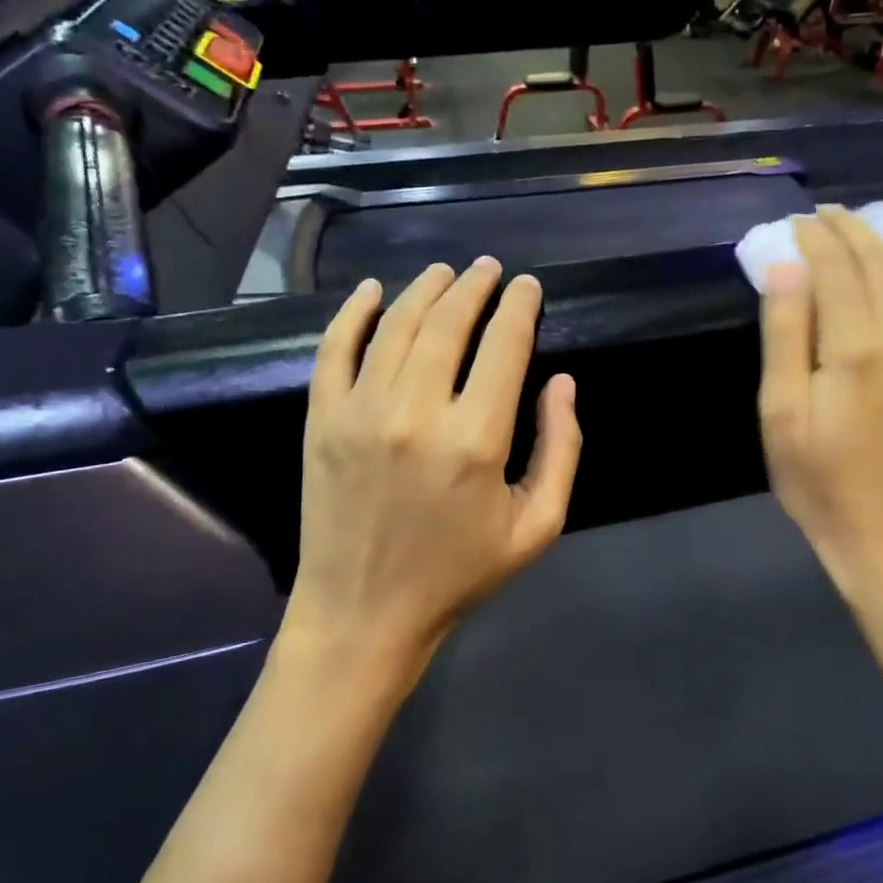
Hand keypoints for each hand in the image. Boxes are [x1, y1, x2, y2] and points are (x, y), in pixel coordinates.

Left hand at [289, 258, 582, 675]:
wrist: (363, 612)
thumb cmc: (458, 572)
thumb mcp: (536, 526)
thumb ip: (561, 449)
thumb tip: (562, 382)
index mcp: (476, 440)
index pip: (504, 345)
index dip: (520, 307)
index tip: (528, 287)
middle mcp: (417, 413)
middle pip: (449, 322)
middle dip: (475, 286)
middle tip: (489, 269)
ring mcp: (360, 412)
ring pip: (396, 325)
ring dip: (424, 288)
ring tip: (445, 272)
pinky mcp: (321, 420)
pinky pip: (335, 349)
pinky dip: (353, 312)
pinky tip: (372, 290)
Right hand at [758, 200, 882, 618]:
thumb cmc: (819, 481)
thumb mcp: (780, 414)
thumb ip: (785, 336)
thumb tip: (786, 268)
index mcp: (857, 350)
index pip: (837, 270)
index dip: (816, 240)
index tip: (796, 223)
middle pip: (882, 265)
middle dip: (855, 230)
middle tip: (829, 214)